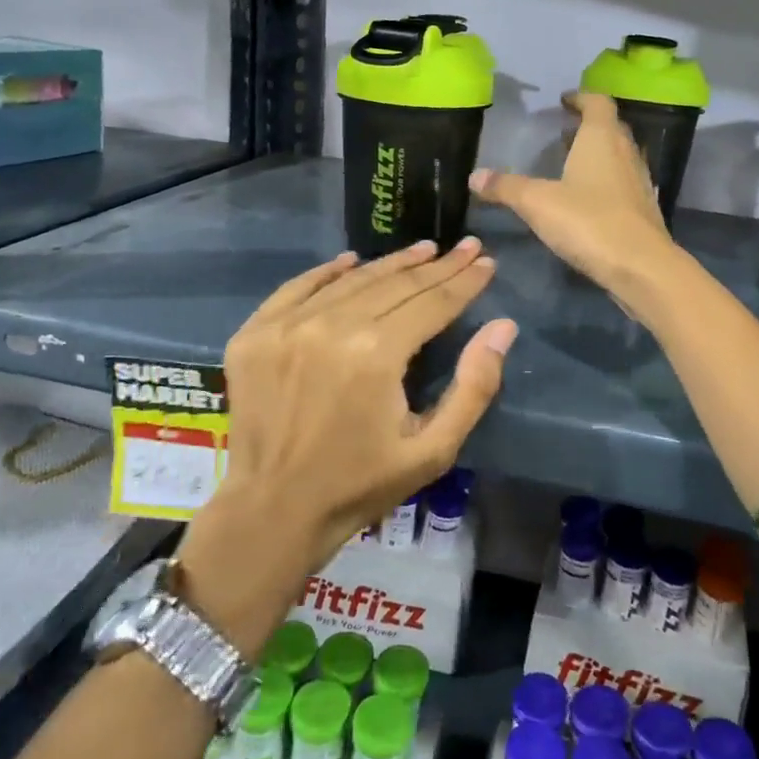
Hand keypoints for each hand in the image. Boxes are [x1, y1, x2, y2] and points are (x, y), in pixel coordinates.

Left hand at [213, 238, 516, 573]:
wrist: (272, 511)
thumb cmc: (361, 484)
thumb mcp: (433, 450)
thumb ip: (474, 386)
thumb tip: (503, 327)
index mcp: (376, 354)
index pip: (432, 302)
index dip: (464, 281)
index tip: (485, 261)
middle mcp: (331, 327)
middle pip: (396, 285)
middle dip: (436, 266)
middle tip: (464, 247)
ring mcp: (287, 327)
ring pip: (352, 281)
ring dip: (391, 263)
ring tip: (422, 250)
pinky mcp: (255, 334)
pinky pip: (297, 288)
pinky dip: (327, 272)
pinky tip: (351, 261)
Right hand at [471, 91, 682, 302]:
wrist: (641, 266)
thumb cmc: (589, 222)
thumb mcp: (537, 202)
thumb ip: (505, 187)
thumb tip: (474, 176)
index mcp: (602, 138)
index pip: (597, 102)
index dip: (580, 98)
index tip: (563, 101)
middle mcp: (626, 152)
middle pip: (610, 127)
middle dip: (587, 126)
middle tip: (561, 133)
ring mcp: (639, 181)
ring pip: (618, 155)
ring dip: (597, 154)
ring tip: (570, 165)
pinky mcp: (644, 208)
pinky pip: (622, 182)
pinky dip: (605, 181)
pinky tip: (587, 200)